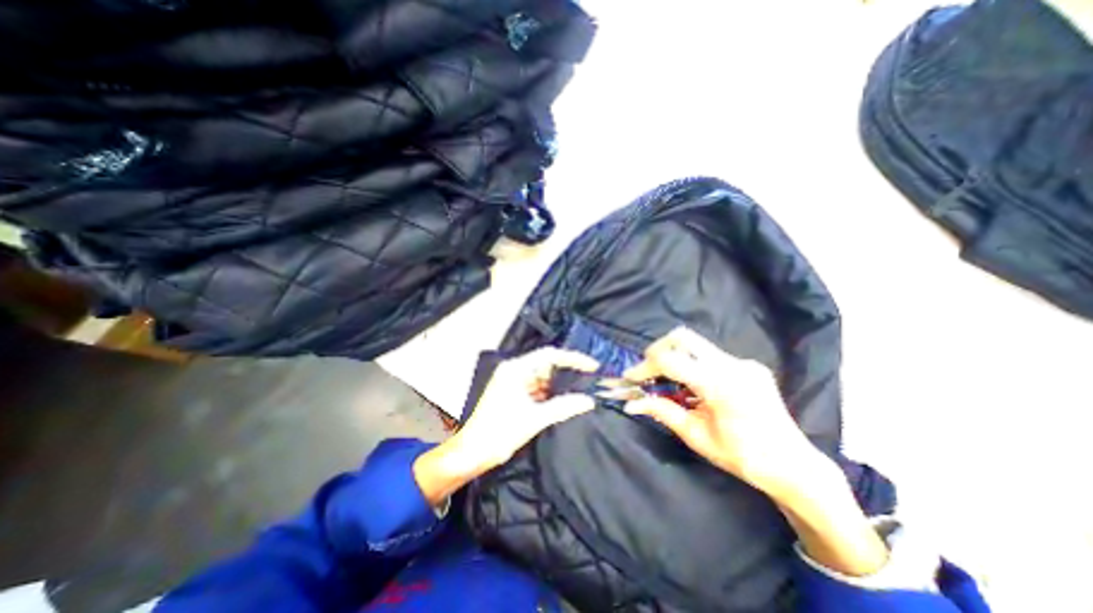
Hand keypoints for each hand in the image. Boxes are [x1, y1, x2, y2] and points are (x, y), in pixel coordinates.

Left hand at [458, 348, 595, 471]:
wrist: (471, 453)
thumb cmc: (499, 432)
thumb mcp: (534, 419)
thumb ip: (563, 407)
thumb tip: (588, 401)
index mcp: (516, 369)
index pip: (550, 355)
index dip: (573, 358)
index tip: (591, 366)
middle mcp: (514, 371)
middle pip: (546, 365)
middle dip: (567, 372)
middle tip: (589, 380)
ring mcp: (512, 382)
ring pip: (542, 378)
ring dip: (559, 385)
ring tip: (580, 391)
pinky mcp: (513, 394)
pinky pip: (536, 389)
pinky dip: (549, 394)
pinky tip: (563, 401)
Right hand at [624, 328, 818, 494]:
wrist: (795, 466)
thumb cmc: (744, 458)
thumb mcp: (697, 437)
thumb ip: (663, 412)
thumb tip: (632, 403)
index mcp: (721, 385)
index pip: (671, 361)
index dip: (644, 366)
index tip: (630, 377)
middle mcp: (733, 365)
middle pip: (683, 337)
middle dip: (658, 350)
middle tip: (647, 371)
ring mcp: (744, 362)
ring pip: (696, 344)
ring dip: (674, 357)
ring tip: (666, 381)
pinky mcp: (749, 365)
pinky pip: (710, 356)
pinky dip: (692, 364)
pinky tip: (693, 387)